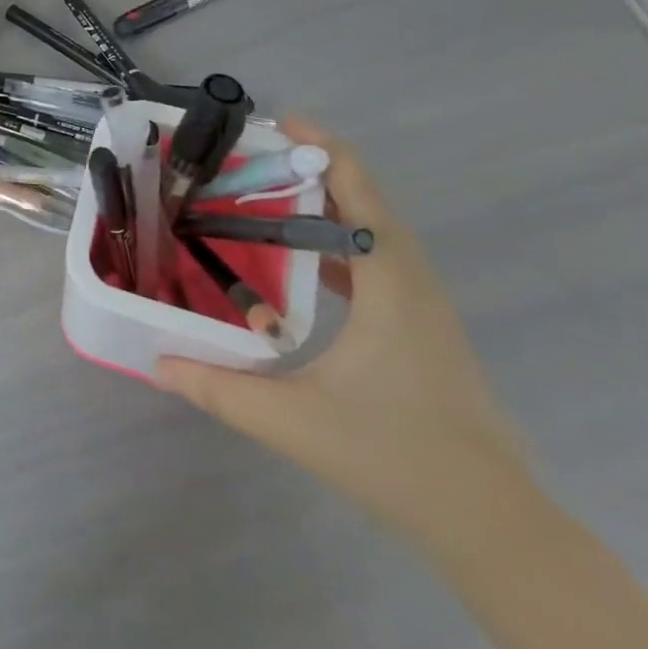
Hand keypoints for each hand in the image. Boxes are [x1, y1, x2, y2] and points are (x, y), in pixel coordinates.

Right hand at [156, 119, 539, 555]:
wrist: (493, 525)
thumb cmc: (397, 459)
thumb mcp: (294, 423)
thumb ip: (219, 389)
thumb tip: (154, 362)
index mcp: (390, 285)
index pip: (360, 191)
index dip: (321, 147)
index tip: (274, 124)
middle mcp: (411, 281)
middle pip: (365, 199)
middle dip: (311, 168)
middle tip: (249, 161)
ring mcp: (422, 305)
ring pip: (374, 229)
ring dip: (324, 204)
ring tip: (264, 196)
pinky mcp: (420, 326)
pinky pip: (377, 259)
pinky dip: (338, 240)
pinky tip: (299, 260)